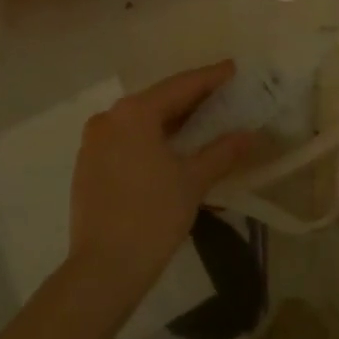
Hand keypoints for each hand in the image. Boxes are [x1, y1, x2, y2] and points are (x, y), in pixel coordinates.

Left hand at [67, 62, 253, 306]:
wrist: (103, 269)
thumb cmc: (152, 216)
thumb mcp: (193, 181)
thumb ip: (222, 151)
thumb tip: (249, 135)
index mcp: (134, 113)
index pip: (181, 86)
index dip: (210, 77)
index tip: (232, 69)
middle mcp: (109, 118)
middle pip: (159, 100)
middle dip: (192, 98)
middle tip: (223, 95)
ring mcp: (94, 142)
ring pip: (141, 121)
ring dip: (171, 120)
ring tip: (204, 120)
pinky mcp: (88, 165)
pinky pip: (127, 139)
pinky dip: (152, 138)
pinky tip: (173, 147)